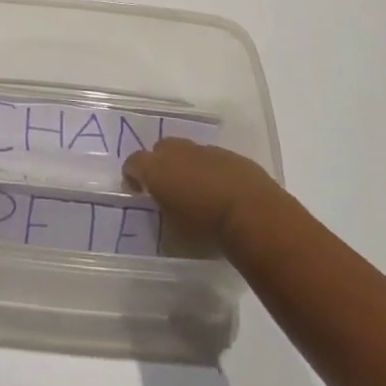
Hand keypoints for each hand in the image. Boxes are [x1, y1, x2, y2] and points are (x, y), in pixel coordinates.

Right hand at [123, 139, 287, 251]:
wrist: (253, 214)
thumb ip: (164, 220)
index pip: (133, 163)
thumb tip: (166, 215)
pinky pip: (213, 159)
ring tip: (197, 191)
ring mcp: (206, 150)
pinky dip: (211, 171)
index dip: (132, 176)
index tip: (136, 191)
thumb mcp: (174, 236)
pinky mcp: (231, 155)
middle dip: (160, 164)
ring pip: (189, 152)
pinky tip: (221, 192)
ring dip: (188, 167)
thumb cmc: (205, 228)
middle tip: (167, 188)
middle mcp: (178, 152)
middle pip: (161, 149)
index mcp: (156, 169)